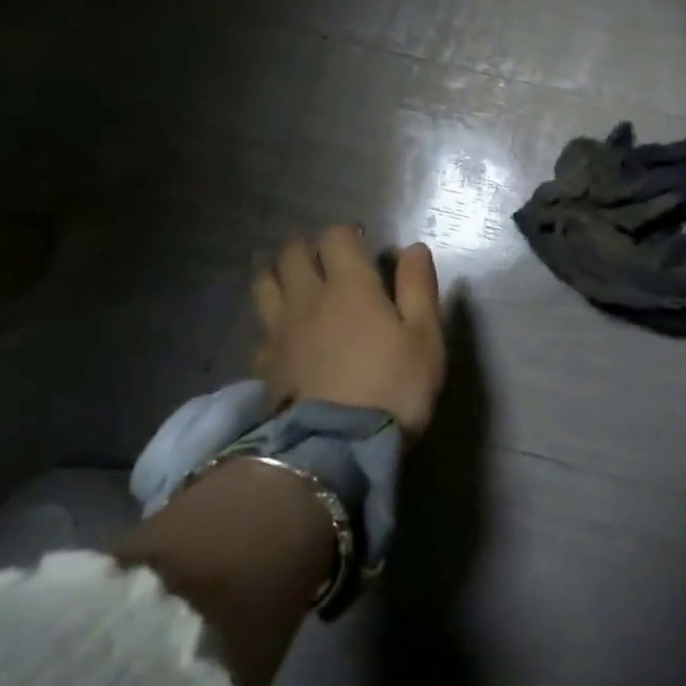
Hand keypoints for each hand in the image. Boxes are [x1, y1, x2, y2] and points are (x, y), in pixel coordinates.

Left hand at [251, 226, 445, 438]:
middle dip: (309, 246)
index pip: (336, 237)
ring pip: (265, 283)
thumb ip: (418, 287)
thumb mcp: (425, 337)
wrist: (337, 451)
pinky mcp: (265, 365)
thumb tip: (411, 248)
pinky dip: (271, 321)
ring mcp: (280, 332)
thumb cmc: (393, 387)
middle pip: (293, 253)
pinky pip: (261, 329)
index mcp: (350, 285)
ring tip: (295, 283)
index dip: (348, 233)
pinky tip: (284, 334)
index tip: (363, 243)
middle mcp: (308, 298)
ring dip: (278, 273)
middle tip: (328, 258)